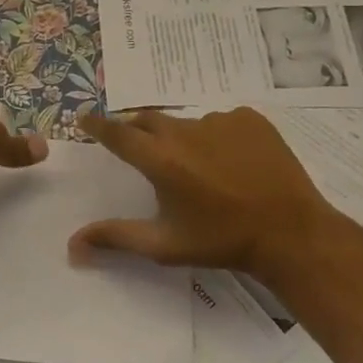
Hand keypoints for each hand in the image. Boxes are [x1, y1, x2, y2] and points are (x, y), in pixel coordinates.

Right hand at [73, 107, 337, 276]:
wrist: (291, 233)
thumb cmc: (222, 241)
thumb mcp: (165, 245)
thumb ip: (116, 238)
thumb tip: (71, 245)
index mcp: (160, 159)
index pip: (117, 133)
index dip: (97, 125)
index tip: (83, 117)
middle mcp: (184, 131)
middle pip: (148, 121)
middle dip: (137, 130)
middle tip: (138, 146)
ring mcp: (219, 120)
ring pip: (187, 123)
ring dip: (182, 139)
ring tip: (198, 167)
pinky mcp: (249, 119)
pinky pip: (221, 122)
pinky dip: (217, 137)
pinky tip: (232, 162)